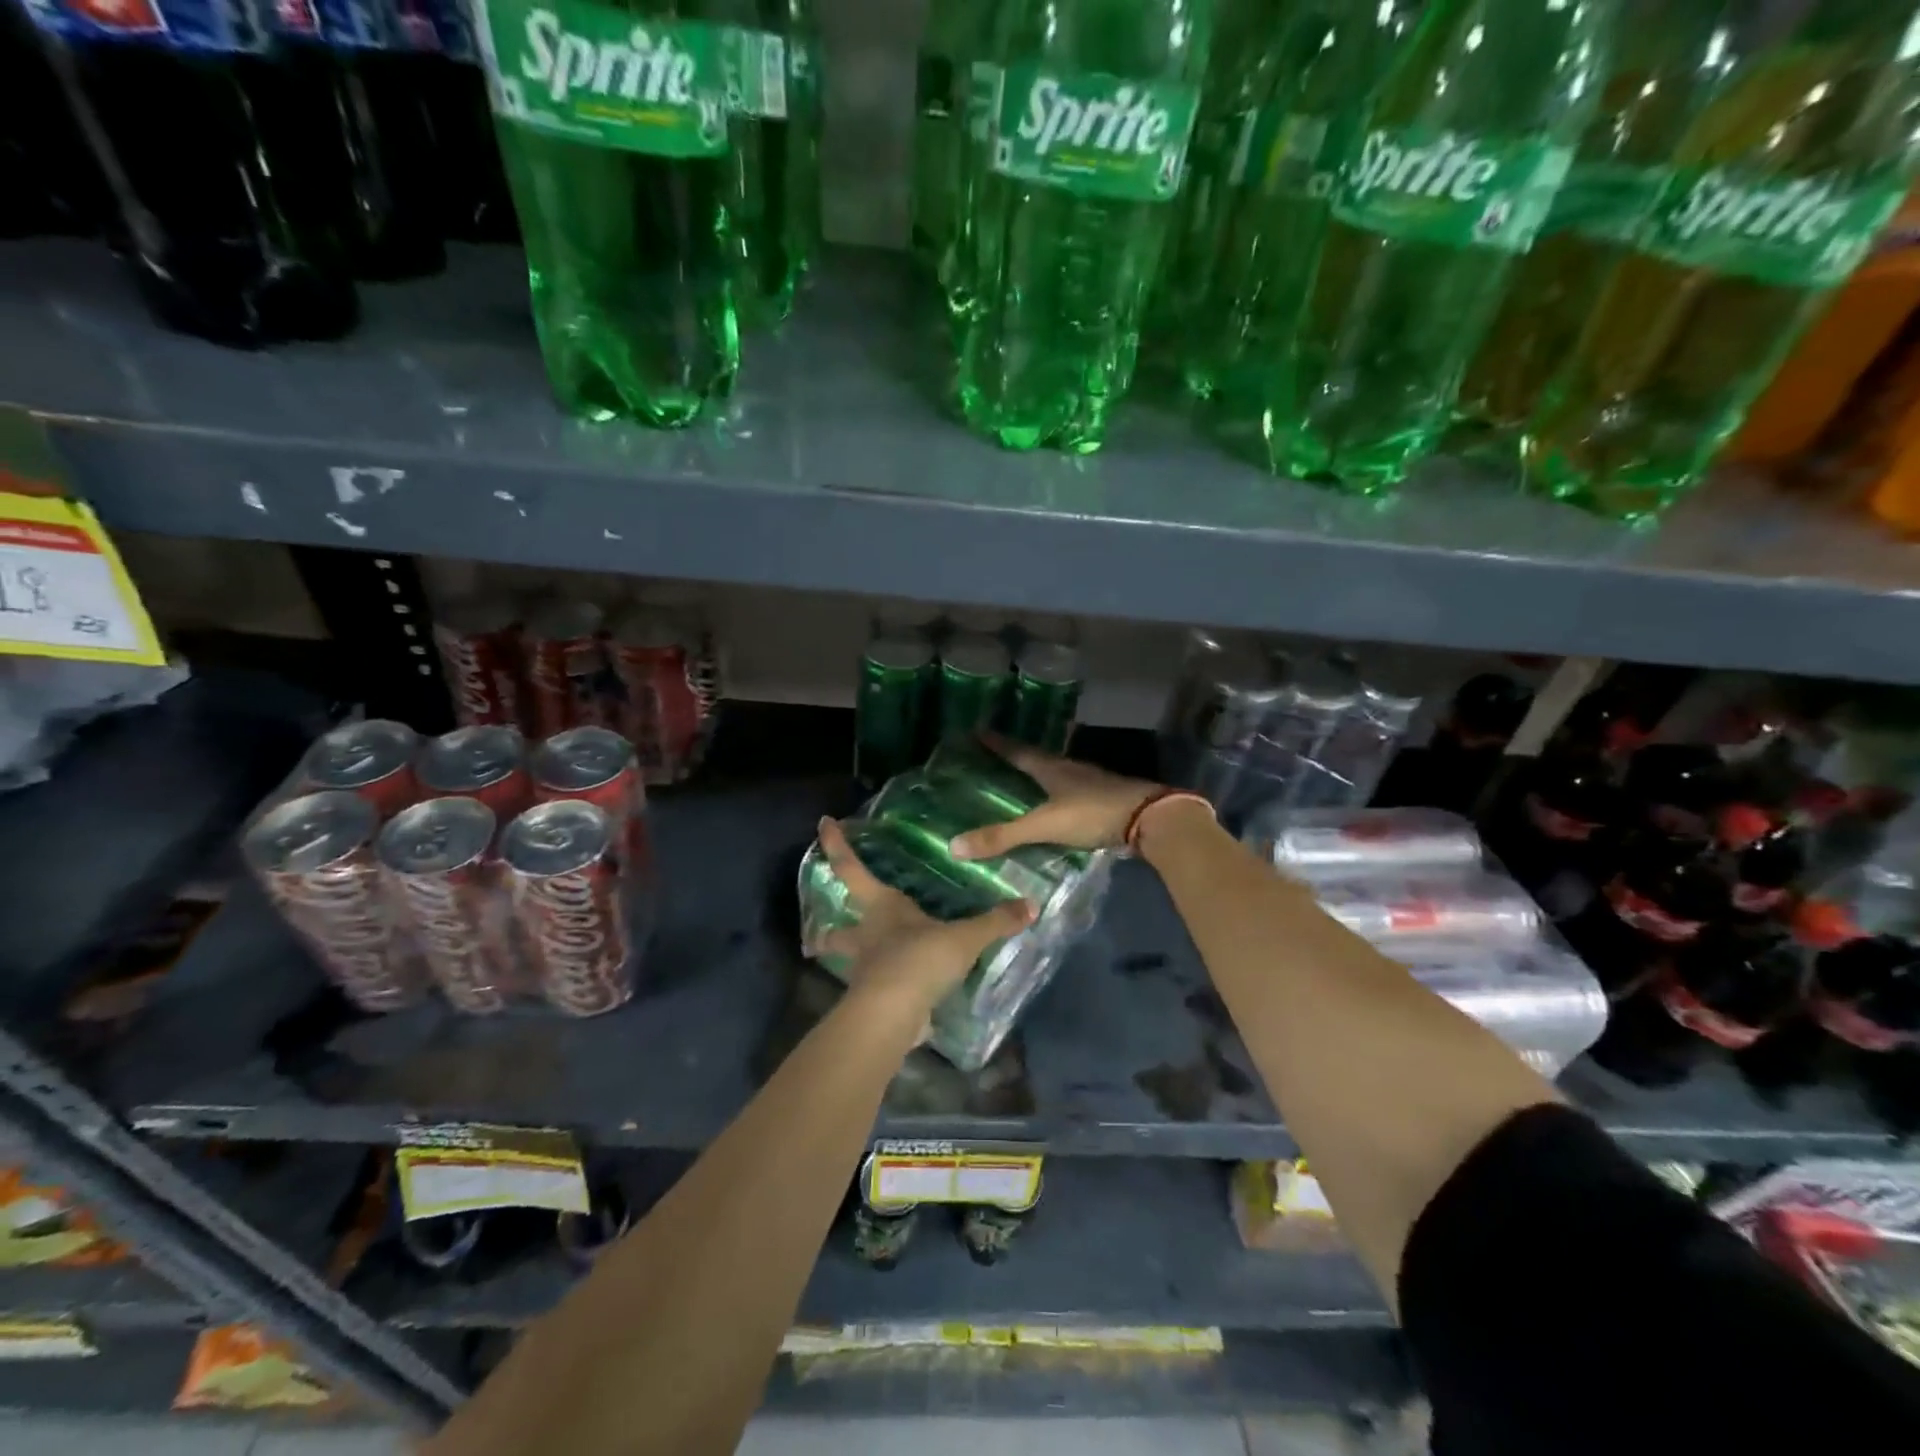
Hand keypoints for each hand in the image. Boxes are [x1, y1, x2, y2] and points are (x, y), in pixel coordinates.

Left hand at [809, 817, 1032, 1022]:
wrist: (894, 1014)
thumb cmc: (920, 959)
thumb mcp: (964, 938)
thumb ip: (995, 922)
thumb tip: (1030, 905)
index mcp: (882, 908)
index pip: (852, 869)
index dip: (837, 846)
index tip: (823, 824)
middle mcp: (867, 935)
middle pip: (838, 931)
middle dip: (827, 933)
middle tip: (816, 935)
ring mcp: (866, 971)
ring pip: (850, 963)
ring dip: (848, 963)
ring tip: (860, 965)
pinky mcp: (873, 1001)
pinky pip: (874, 990)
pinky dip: (879, 989)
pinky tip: (895, 993)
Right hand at [949, 734, 1160, 859]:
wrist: (1150, 818)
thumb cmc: (1093, 813)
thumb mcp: (1044, 825)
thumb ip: (1003, 836)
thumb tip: (954, 846)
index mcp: (1052, 768)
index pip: (1017, 751)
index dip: (997, 743)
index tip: (978, 731)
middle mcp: (1069, 769)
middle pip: (1037, 759)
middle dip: (1016, 758)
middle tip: (994, 760)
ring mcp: (1090, 783)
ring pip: (1056, 775)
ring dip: (1038, 777)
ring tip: (1019, 784)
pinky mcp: (1104, 799)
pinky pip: (1071, 793)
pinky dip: (1056, 797)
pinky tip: (1053, 808)